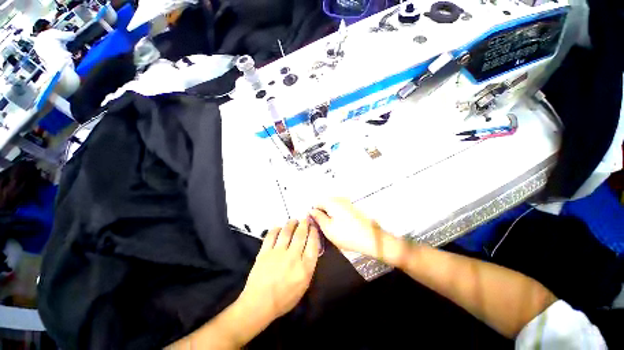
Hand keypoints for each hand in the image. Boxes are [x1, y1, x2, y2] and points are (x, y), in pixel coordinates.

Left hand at [238, 219, 319, 321]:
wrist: (259, 304)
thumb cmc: (284, 298)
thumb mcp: (304, 285)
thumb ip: (309, 266)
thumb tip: (310, 248)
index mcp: (304, 267)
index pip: (313, 243)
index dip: (314, 232)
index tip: (313, 227)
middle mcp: (292, 257)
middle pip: (301, 234)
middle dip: (304, 224)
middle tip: (305, 219)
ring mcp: (277, 253)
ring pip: (287, 232)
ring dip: (291, 223)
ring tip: (294, 220)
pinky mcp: (265, 252)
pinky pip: (271, 235)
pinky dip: (276, 229)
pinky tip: (279, 227)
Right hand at [309, 198, 390, 259]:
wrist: (371, 239)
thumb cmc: (347, 234)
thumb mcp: (328, 228)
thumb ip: (317, 217)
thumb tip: (311, 210)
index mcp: (332, 201)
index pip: (317, 203)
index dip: (314, 213)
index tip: (315, 224)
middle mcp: (340, 199)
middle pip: (325, 203)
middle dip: (322, 213)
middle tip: (324, 227)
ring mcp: (348, 202)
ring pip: (333, 207)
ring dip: (330, 215)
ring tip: (333, 228)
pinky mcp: (354, 208)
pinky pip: (341, 209)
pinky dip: (338, 216)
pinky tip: (341, 226)